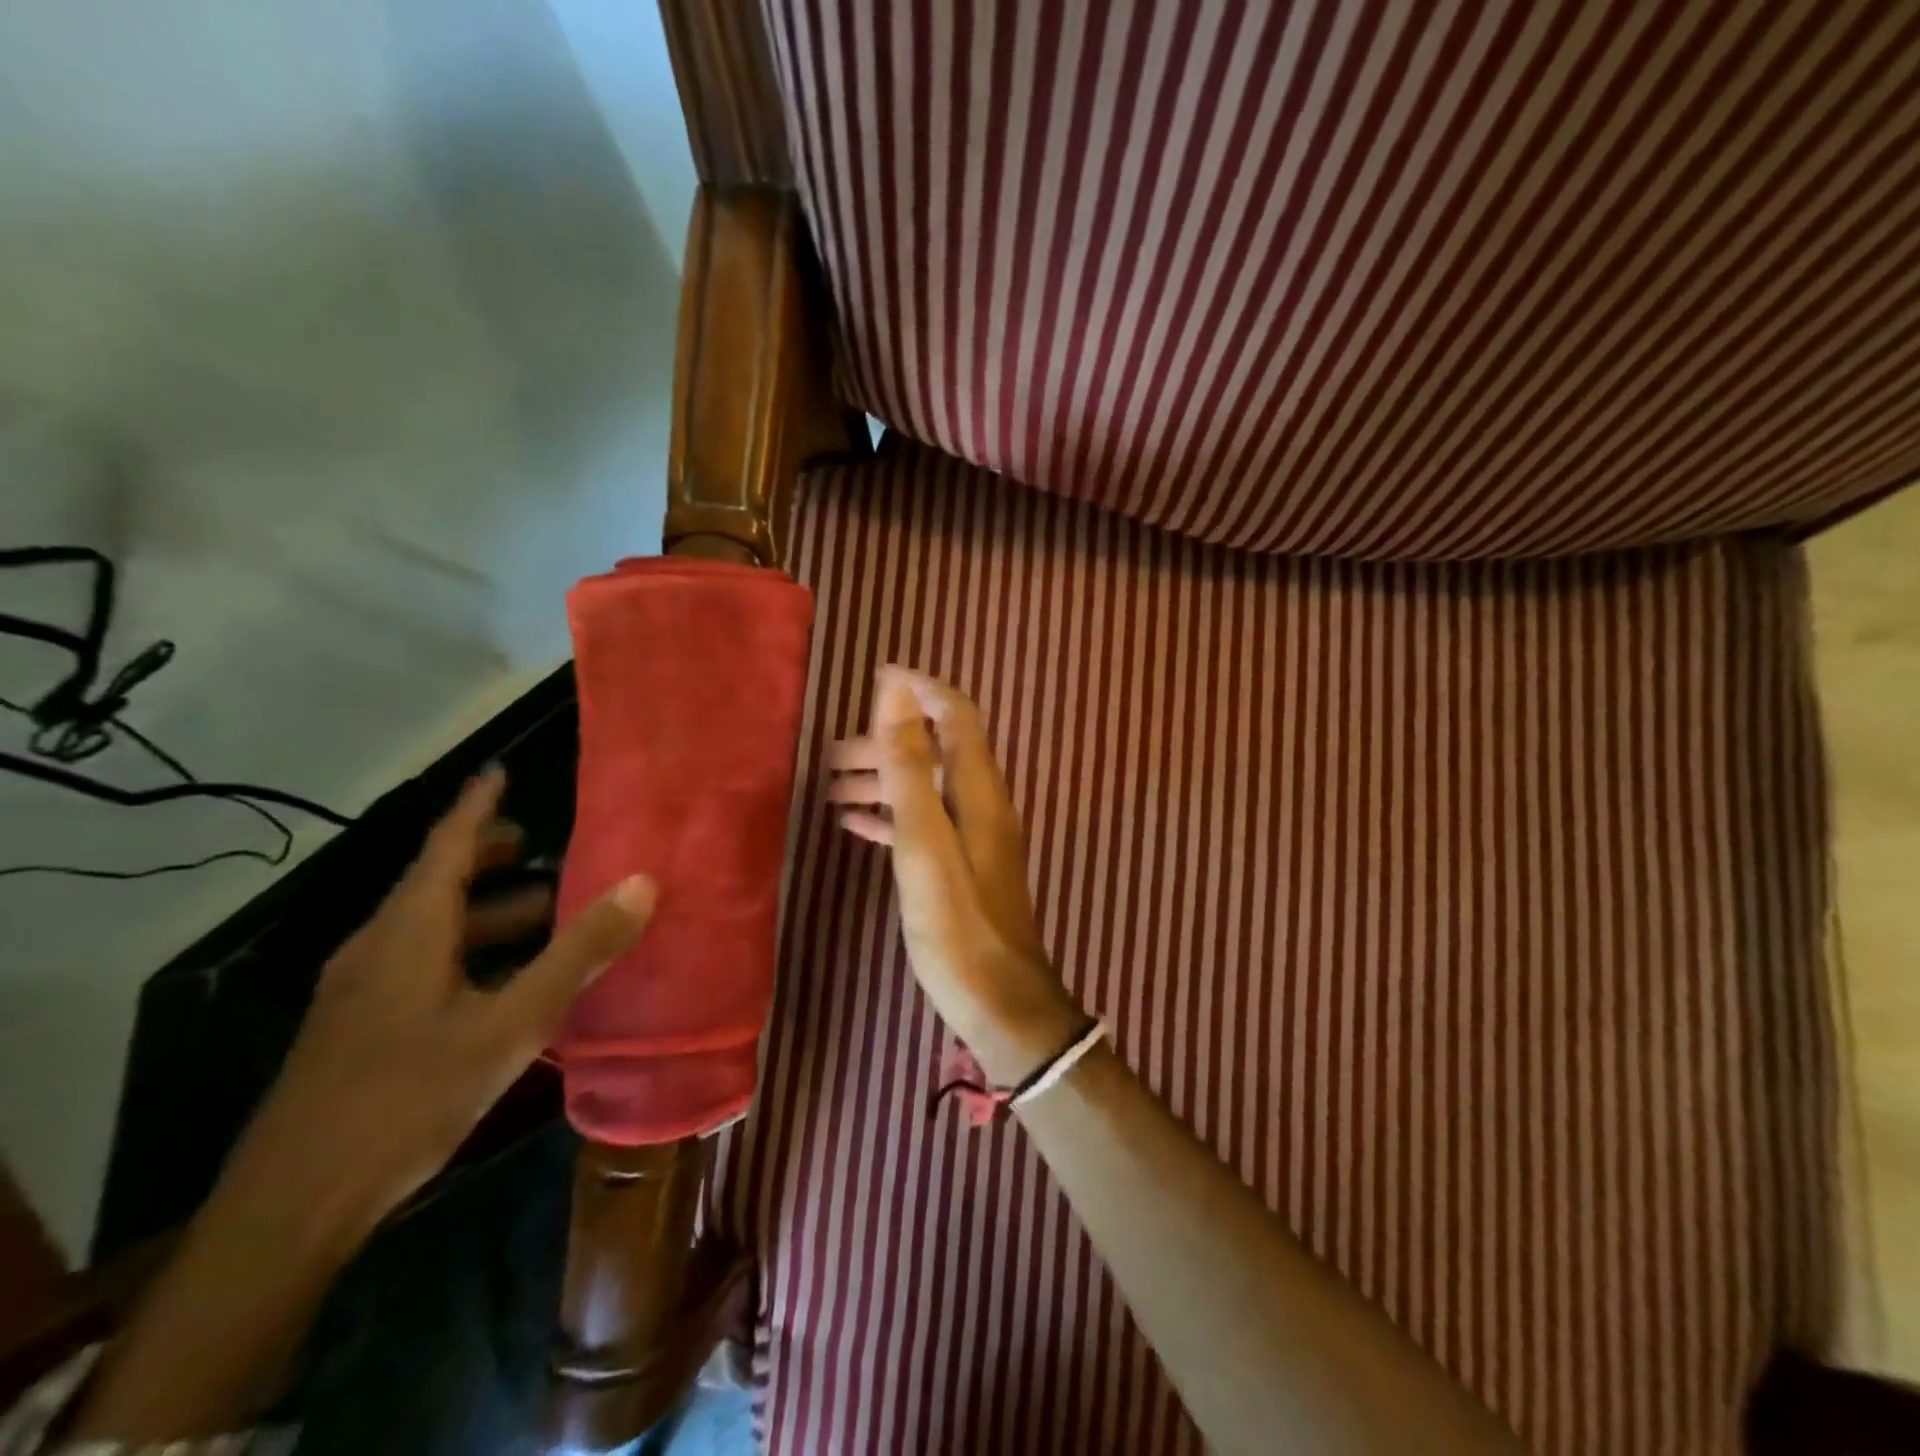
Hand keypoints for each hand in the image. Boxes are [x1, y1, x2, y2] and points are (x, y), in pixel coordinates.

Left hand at [68, 770, 656, 1443]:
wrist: (291, 1209)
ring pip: (430, 927)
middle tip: (539, 846)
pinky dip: (467, 950)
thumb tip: (643, 883)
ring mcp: (359, 991)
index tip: (500, 771)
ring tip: (542, 914)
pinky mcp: (356, 1029)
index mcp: (410, 931)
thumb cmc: (409, 1098)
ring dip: (485, 911)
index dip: (478, 805)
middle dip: (487, 858)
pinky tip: (502, 984)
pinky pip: (420, 963)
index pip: (447, 844)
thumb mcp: (513, 1022)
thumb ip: (579, 952)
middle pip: (435, 882)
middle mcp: (378, 947)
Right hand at [828, 667, 1081, 1084]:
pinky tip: (854, 825)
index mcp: (979, 790)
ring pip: (925, 788)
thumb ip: (909, 765)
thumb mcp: (924, 840)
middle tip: (832, 756)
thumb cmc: (957, 924)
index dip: (919, 689)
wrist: (998, 1002)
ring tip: (832, 789)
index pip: (956, 715)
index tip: (876, 677)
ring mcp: (973, 837)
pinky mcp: (961, 867)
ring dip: (882, 780)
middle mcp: (981, 804)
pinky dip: (890, 815)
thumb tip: (898, 690)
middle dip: (886, 742)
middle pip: (934, 751)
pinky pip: (922, 824)